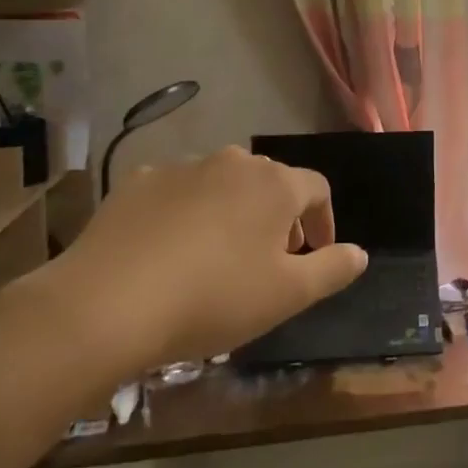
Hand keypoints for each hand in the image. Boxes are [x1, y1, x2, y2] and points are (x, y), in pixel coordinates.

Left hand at [41, 146, 368, 379]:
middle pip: (270, 182)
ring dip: (232, 212)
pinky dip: (185, 213)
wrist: (106, 304)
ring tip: (219, 257)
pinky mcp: (137, 183)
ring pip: (222, 184)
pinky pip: (176, 192)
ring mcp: (182, 168)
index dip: (324, 219)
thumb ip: (332, 269)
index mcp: (274, 184)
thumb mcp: (287, 295)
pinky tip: (169, 250)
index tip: (316, 253)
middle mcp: (233, 162)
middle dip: (278, 217)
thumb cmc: (213, 298)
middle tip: (270, 260)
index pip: (317, 188)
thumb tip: (360, 253)